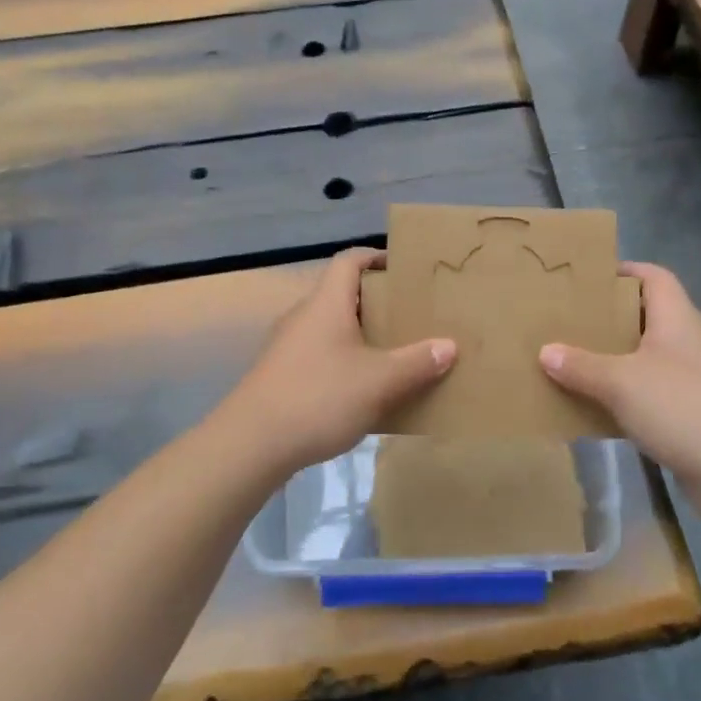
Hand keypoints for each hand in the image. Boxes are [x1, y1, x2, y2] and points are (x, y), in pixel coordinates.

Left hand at [217, 249, 455, 475]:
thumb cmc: (319, 398)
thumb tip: (449, 346)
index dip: (376, 256)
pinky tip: (364, 390)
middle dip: (377, 302)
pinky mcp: (280, 375)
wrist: (251, 444)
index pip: (350, 260)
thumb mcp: (379, 382)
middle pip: (342, 294)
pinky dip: (344, 362)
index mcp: (326, 304)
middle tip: (410, 315)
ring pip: (331, 328)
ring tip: (394, 353)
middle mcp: (303, 317)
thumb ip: (416, 363)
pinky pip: (320, 356)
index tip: (404, 267)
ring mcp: (287, 347)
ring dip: (360, 335)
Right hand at [540, 262, 700, 494]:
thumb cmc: (684, 408)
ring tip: (568, 363)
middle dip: (605, 320)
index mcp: (677, 319)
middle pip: (644, 318)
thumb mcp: (622, 382)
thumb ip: (581, 366)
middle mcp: (686, 343)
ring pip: (643, 360)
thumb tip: (545, 351)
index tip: (583, 280)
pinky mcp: (689, 417)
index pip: (653, 277)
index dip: (622, 272)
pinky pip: (647, 397)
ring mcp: (691, 382)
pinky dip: (621, 399)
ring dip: (610, 362)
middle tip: (564, 323)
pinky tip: (592, 408)